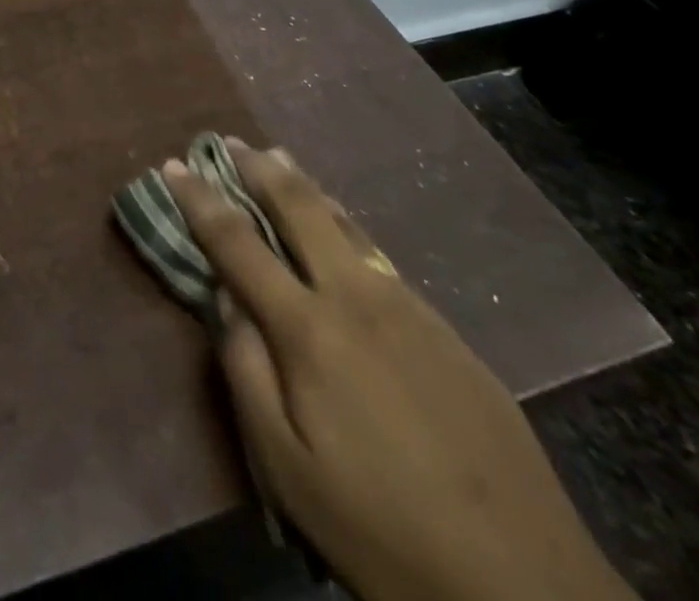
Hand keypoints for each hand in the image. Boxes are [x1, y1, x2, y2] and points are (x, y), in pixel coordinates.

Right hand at [163, 141, 634, 600]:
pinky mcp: (446, 329)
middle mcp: (357, 298)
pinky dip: (343, 224)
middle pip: (299, 207)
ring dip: (304, 186)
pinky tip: (340, 228)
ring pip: (345, 223)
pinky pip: (378, 255)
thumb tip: (226, 300)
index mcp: (310, 329)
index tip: (172, 165)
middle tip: (229, 142)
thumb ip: (245, 372)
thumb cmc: (381, 531)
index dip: (199, 199)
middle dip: (258, 168)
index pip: (237, 243)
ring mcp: (408, 307)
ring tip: (278, 159)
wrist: (526, 586)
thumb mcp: (287, 469)